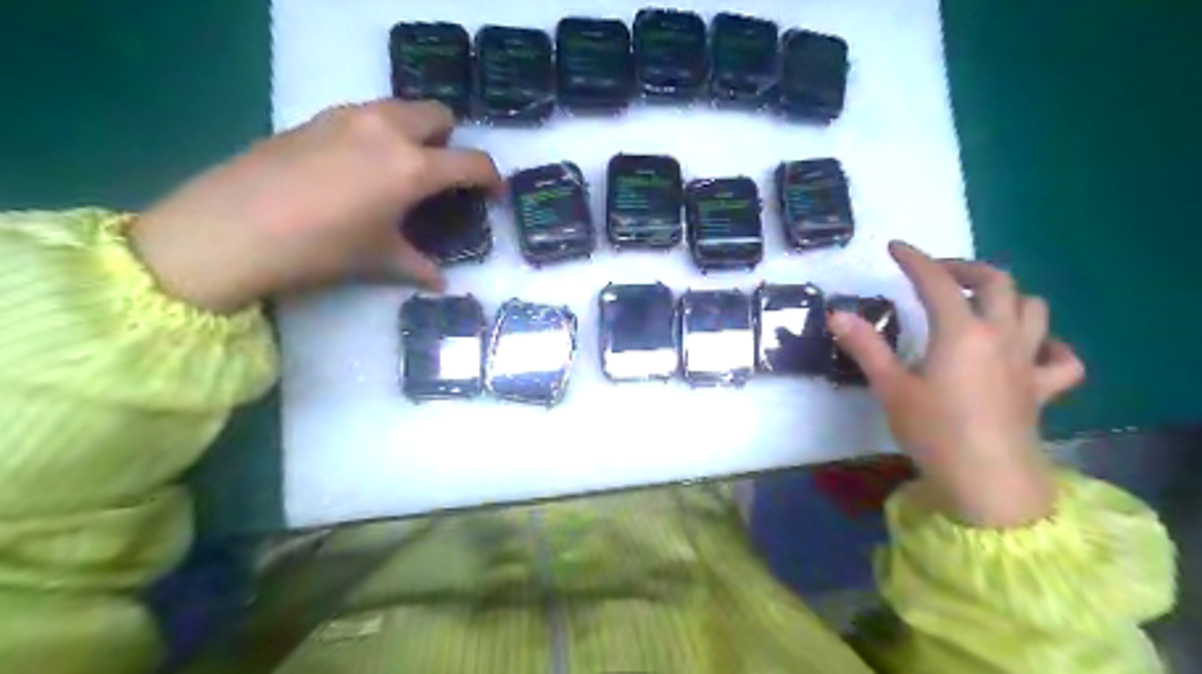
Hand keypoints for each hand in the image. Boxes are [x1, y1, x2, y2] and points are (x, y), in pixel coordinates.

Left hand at [131, 98, 503, 312]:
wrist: (232, 228)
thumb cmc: (321, 248)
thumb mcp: (379, 260)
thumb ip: (418, 266)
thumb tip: (440, 282)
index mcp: (412, 168)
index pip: (471, 162)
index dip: (491, 177)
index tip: (494, 191)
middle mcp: (387, 131)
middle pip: (438, 114)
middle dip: (450, 141)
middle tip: (440, 173)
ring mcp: (348, 117)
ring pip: (400, 107)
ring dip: (414, 131)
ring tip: (400, 168)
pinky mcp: (316, 117)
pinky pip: (365, 114)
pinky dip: (377, 132)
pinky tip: (358, 166)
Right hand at [832, 241, 1085, 526]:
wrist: (988, 482)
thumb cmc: (934, 431)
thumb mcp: (891, 387)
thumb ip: (865, 347)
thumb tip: (837, 314)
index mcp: (961, 332)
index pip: (937, 282)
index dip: (915, 260)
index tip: (895, 248)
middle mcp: (1001, 335)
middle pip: (996, 281)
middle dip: (964, 268)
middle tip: (936, 274)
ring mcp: (1028, 361)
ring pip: (1033, 308)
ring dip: (1007, 295)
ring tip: (978, 303)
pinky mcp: (1042, 388)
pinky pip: (1061, 358)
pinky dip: (1049, 345)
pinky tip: (1029, 349)